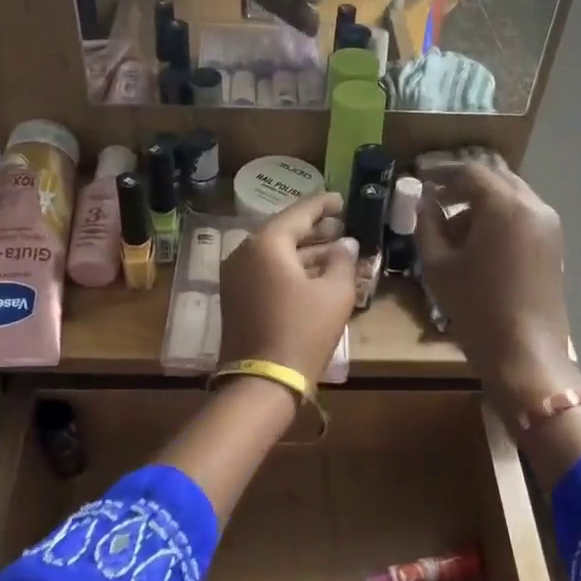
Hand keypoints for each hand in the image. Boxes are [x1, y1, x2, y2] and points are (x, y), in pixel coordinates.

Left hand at [220, 192, 356, 386]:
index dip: (323, 205)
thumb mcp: (334, 294)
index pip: (299, 212)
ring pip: (274, 254)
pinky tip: (314, 274)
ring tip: (335, 250)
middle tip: (341, 225)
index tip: (342, 199)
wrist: (263, 381)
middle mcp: (243, 253)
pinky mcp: (235, 298)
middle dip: (314, 229)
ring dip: (304, 251)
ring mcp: (235, 276)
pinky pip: (265, 272)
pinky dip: (289, 269)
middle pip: (283, 231)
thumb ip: (342, 260)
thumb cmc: (303, 331)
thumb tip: (345, 243)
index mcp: (266, 243)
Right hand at [416, 164, 577, 411]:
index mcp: (504, 206)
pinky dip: (498, 218)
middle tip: (435, 197)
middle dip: (464, 185)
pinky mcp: (553, 245)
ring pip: (511, 196)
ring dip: (482, 202)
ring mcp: (548, 225)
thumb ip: (427, 226)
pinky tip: (477, 243)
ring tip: (452, 229)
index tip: (419, 176)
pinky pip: (522, 215)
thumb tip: (423, 203)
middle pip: (496, 178)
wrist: (524, 353)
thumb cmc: (476, 308)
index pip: (470, 173)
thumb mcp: (438, 266)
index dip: (441, 172)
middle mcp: (533, 206)